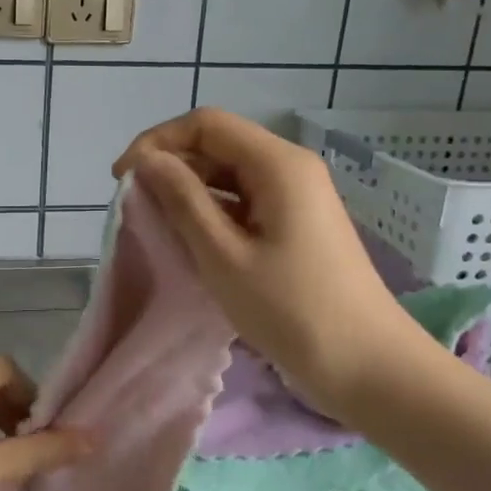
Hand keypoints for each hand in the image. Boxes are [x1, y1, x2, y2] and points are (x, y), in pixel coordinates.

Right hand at [114, 109, 444, 416]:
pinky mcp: (297, 223)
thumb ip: (182, 200)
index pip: (206, 124)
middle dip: (171, 166)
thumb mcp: (224, 255)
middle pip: (219, 145)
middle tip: (135, 207)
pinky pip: (245, 201)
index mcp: (278, 164)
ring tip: (158, 225)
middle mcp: (290, 168)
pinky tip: (192, 240)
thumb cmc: (292, 310)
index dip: (157, 142)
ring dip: (189, 191)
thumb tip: (146, 161)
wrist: (369, 367)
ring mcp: (297, 196)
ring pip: (230, 174)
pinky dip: (213, 212)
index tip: (122, 179)